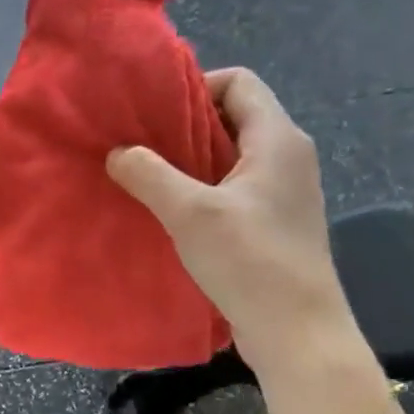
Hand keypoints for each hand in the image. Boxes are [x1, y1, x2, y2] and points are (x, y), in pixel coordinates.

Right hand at [106, 68, 354, 379]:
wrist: (296, 331)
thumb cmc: (249, 261)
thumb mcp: (191, 213)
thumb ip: (150, 174)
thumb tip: (117, 152)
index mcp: (277, 139)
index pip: (239, 82)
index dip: (195, 86)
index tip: (153, 111)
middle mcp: (287, 156)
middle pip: (233, 117)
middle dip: (184, 125)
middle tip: (139, 142)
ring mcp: (283, 191)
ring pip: (230, 156)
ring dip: (190, 160)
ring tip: (146, 174)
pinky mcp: (273, 222)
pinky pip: (233, 188)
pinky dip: (202, 189)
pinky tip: (170, 210)